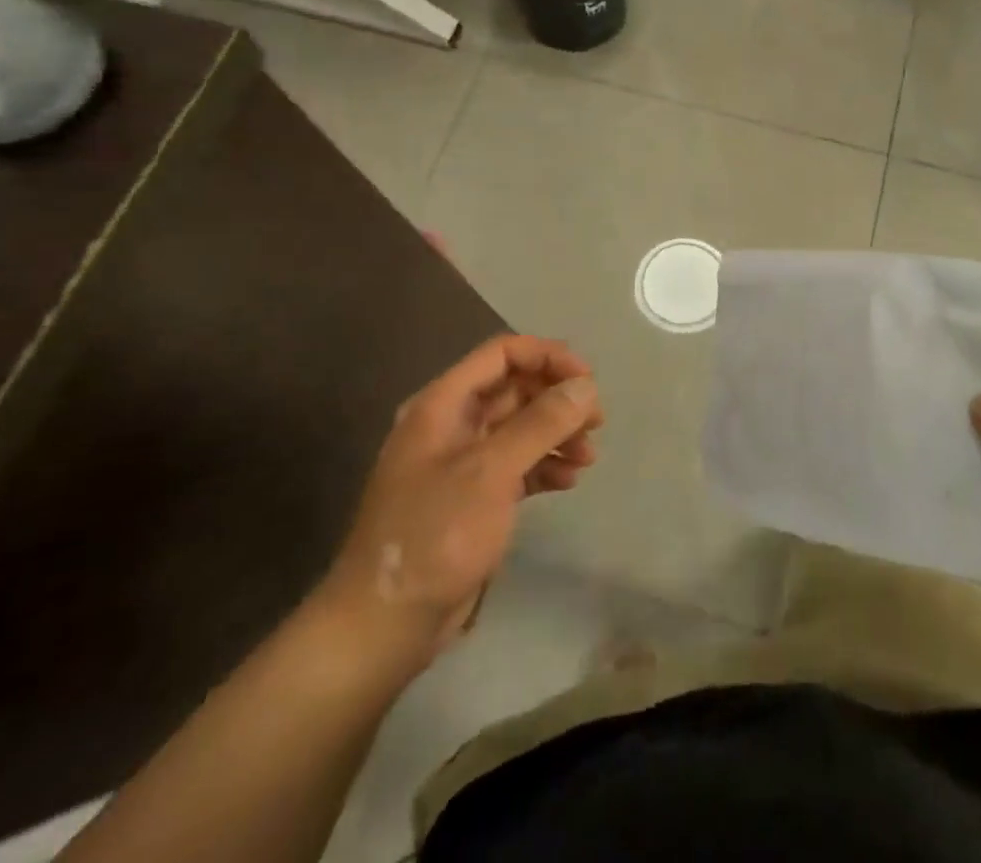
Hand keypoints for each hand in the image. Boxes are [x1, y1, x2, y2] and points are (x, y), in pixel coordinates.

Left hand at [309, 335, 603, 683]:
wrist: (384, 627)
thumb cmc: (435, 535)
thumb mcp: (491, 472)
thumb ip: (541, 422)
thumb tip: (586, 385)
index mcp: (443, 404)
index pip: (501, 354)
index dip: (547, 357)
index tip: (587, 379)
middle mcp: (451, 425)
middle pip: (514, 389)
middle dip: (558, 398)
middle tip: (596, 421)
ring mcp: (461, 463)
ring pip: (520, 428)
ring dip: (557, 434)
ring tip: (588, 456)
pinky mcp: (472, 499)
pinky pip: (517, 465)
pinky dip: (544, 466)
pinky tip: (569, 481)